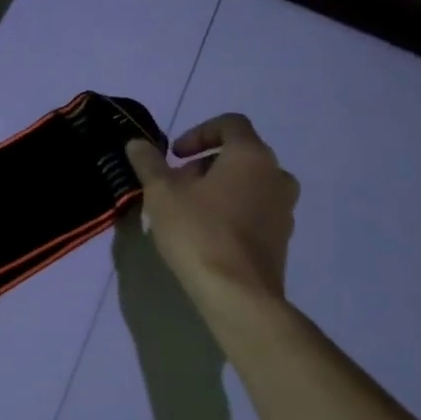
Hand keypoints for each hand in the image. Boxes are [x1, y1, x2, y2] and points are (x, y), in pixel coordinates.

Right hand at [125, 114, 299, 333]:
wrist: (238, 295)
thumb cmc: (199, 232)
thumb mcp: (161, 193)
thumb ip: (149, 163)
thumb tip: (136, 143)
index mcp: (251, 156)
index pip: (230, 124)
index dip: (199, 132)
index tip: (175, 155)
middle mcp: (276, 176)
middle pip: (239, 155)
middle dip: (203, 164)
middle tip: (174, 184)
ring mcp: (284, 209)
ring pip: (247, 184)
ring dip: (217, 188)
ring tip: (186, 210)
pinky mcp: (282, 239)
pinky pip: (254, 210)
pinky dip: (231, 210)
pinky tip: (204, 234)